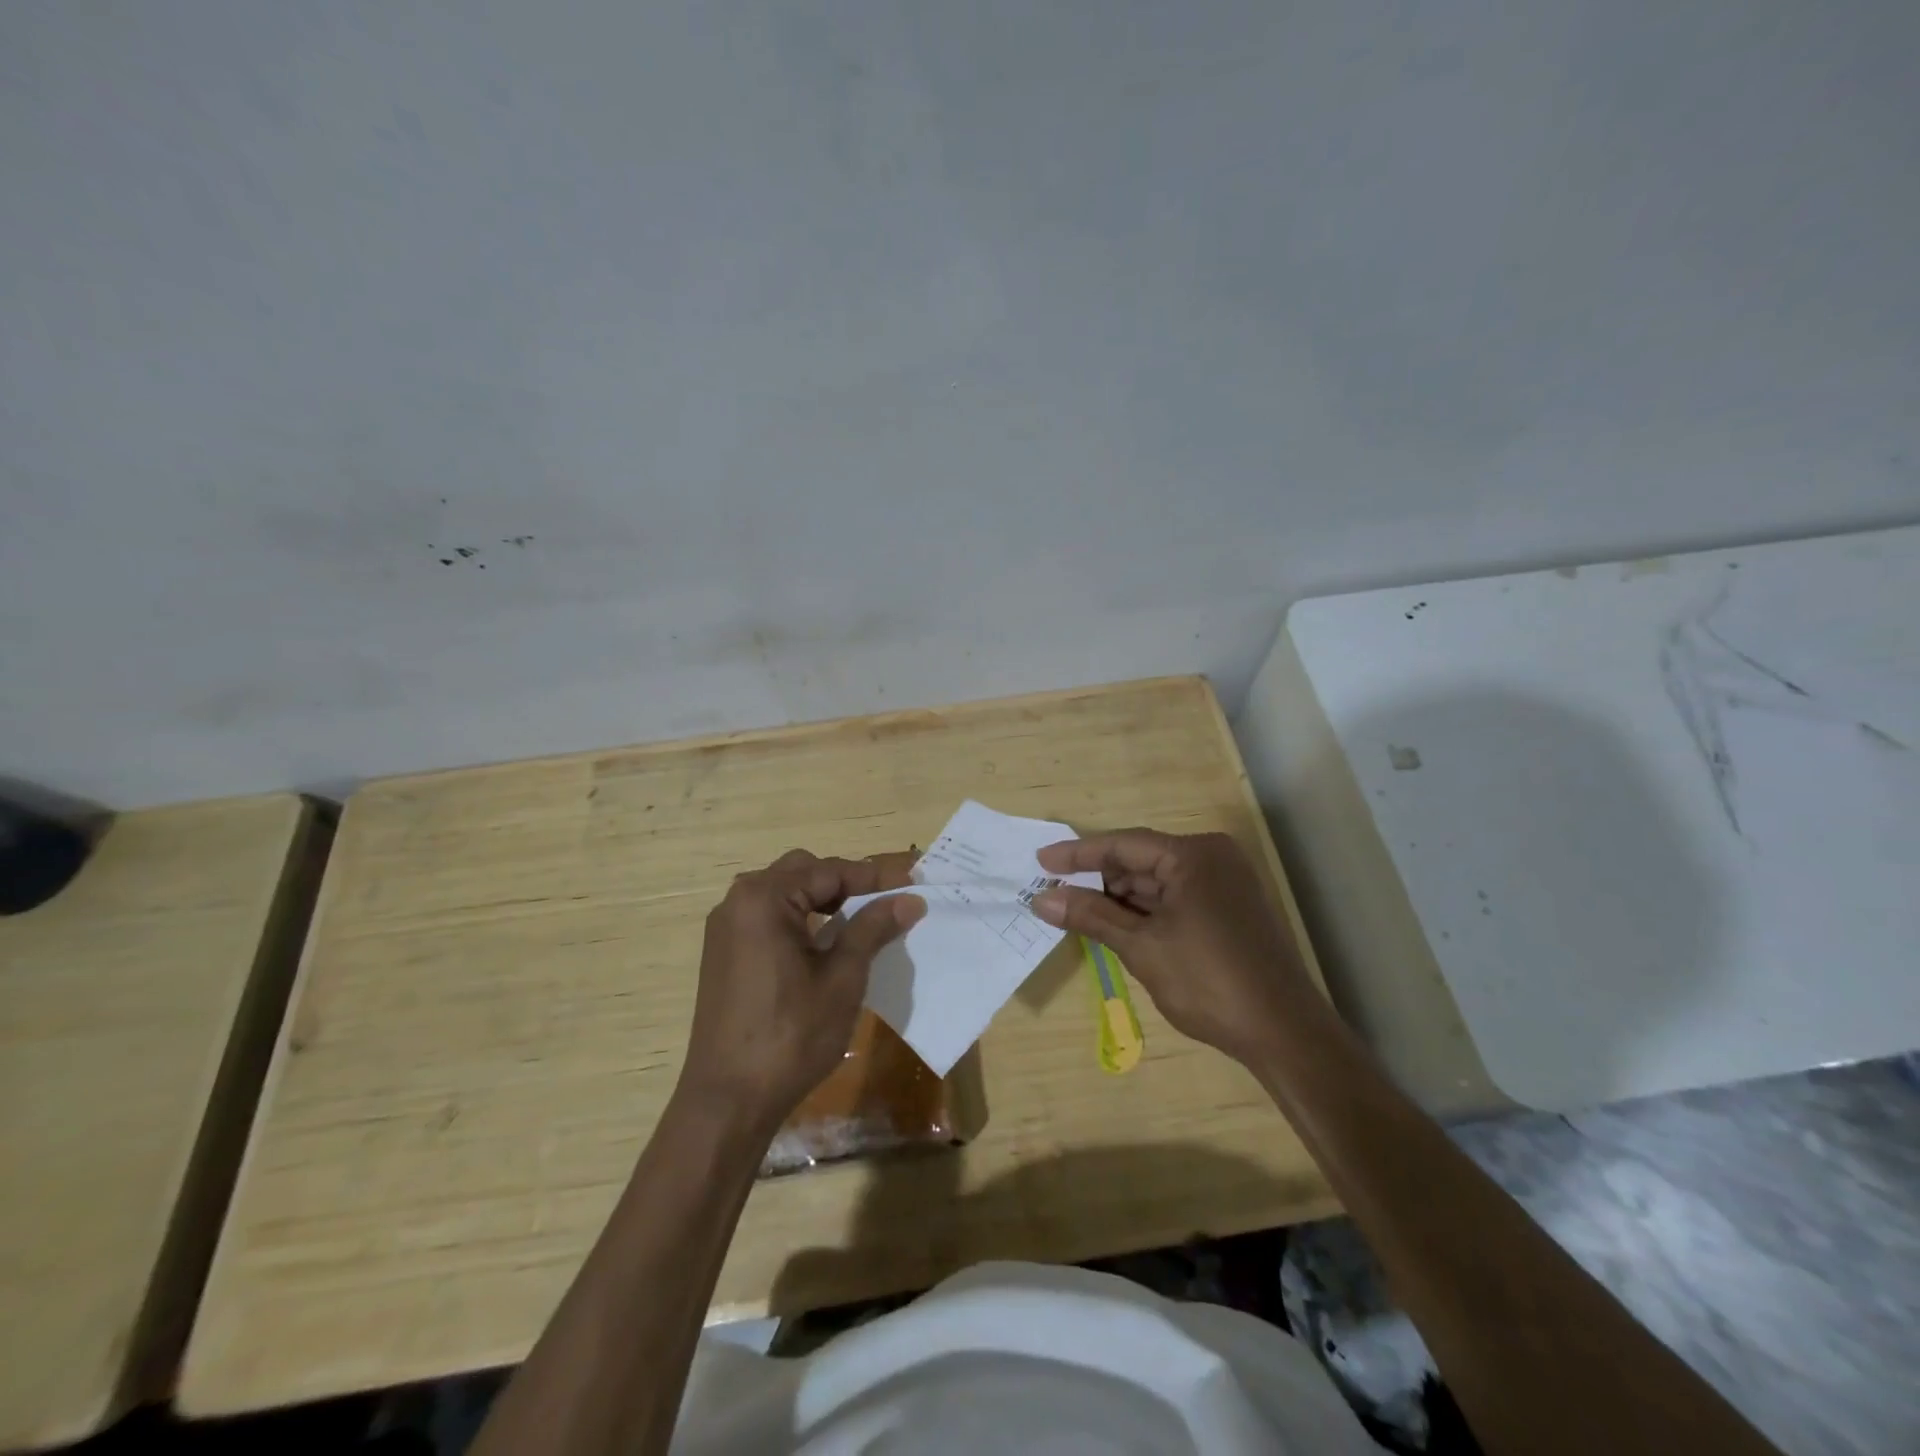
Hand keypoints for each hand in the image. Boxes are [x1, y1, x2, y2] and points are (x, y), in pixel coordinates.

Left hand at [679, 850, 924, 1131]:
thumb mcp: (842, 978)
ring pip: (783, 893)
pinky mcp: (722, 953)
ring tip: (859, 920)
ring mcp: (725, 928)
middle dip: (845, 883)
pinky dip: (799, 918)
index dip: (874, 877)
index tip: (912, 884)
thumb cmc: (791, 1036)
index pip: (829, 872)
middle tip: (884, 902)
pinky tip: (823, 944)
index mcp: (764, 899)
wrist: (728, 1101)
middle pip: (802, 872)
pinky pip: (766, 917)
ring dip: (821, 899)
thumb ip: (873, 929)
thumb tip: (909, 899)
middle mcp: (738, 902)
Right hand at [1032, 829, 1317, 1064]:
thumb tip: (1041, 899)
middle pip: (1141, 861)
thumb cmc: (1209, 982)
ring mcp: (1225, 885)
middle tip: (1054, 892)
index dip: (1078, 854)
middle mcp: (1213, 858)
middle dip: (1098, 879)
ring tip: (1076, 910)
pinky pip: (1176, 899)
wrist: (1285, 1034)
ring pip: (1158, 883)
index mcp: (1194, 855)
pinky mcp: (1230, 911)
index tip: (1040, 860)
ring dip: (1120, 898)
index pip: (1123, 844)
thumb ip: (1091, 916)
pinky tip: (1116, 924)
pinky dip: (1145, 912)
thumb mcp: (1142, 947)